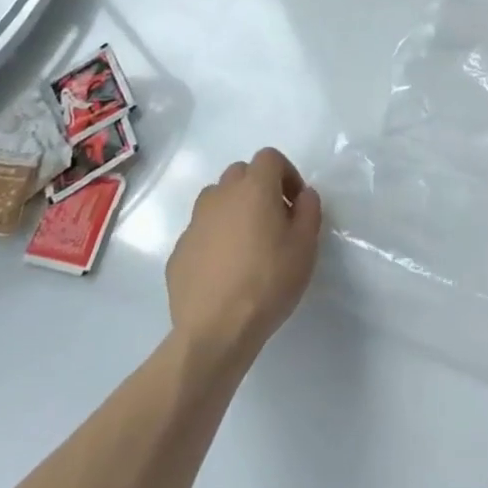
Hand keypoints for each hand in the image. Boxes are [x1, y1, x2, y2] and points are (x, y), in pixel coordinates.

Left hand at [167, 147, 321, 364]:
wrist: (215, 331)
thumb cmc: (268, 282)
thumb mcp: (306, 245)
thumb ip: (309, 210)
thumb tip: (303, 195)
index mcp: (254, 187)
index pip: (270, 157)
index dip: (286, 174)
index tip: (295, 203)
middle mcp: (221, 195)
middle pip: (240, 173)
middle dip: (258, 188)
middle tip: (272, 220)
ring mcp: (195, 223)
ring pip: (216, 200)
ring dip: (233, 210)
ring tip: (246, 244)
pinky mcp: (179, 251)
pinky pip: (201, 232)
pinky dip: (214, 240)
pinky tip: (224, 271)